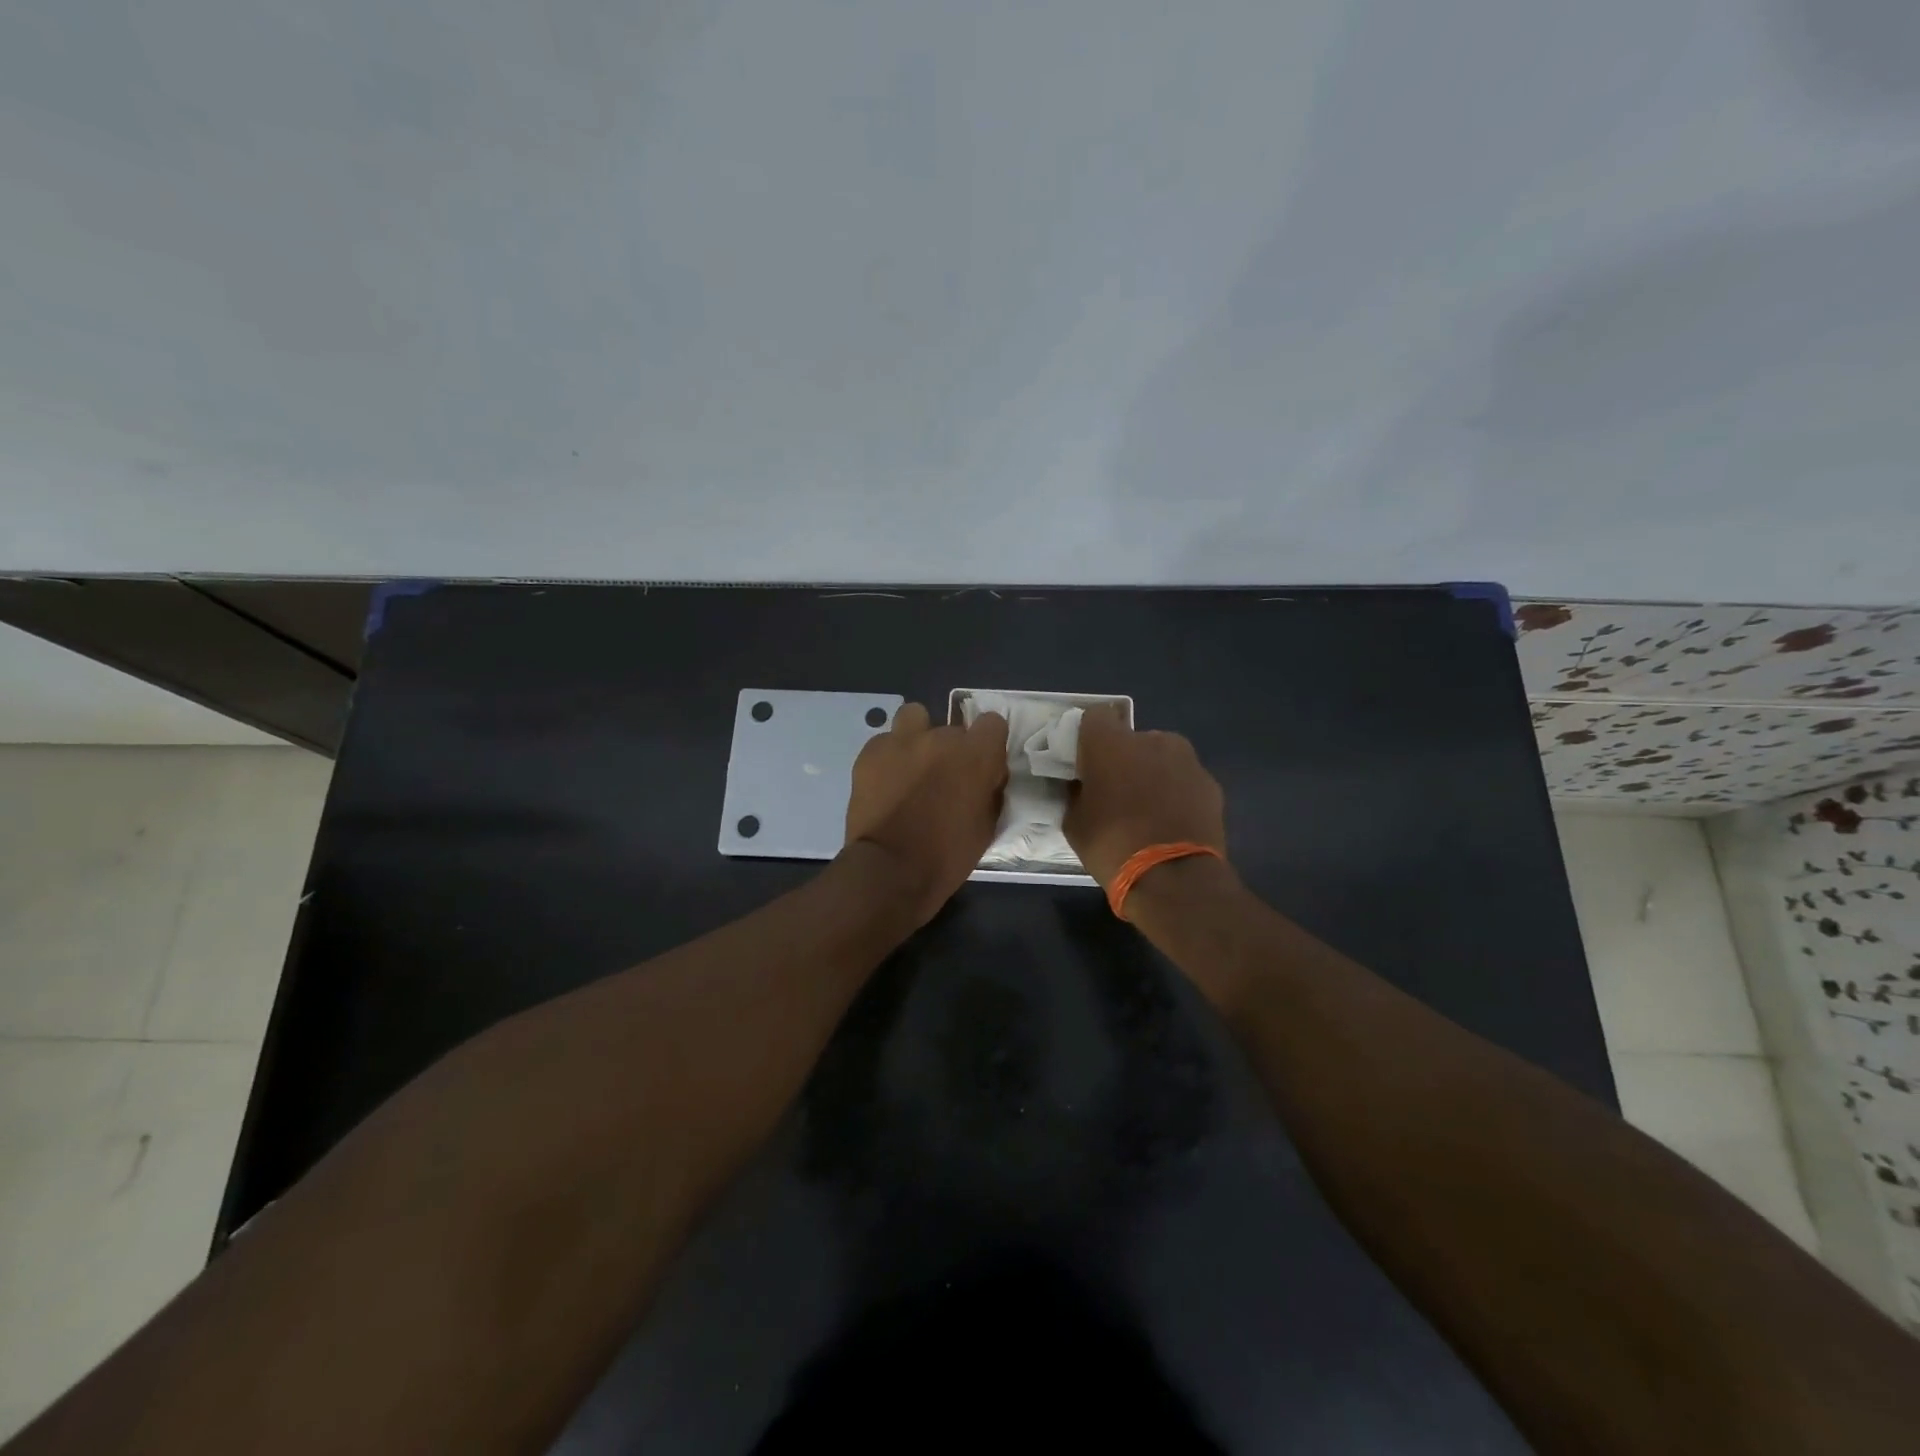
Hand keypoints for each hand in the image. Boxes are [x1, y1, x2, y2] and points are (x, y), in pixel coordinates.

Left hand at [845, 703, 1008, 924]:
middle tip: (943, 780)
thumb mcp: (986, 826)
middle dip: (951, 750)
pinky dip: (888, 756)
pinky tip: (885, 781)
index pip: (992, 723)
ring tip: (912, 765)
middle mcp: (941, 737)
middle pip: (953, 728)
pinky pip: (885, 741)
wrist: (890, 870)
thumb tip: (986, 778)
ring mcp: (901, 740)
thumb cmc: (947, 856)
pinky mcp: (870, 752)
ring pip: (915, 717)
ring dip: (918, 736)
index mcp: (976, 754)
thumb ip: (989, 790)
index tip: (982, 766)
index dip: (988, 744)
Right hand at [1064, 706, 1226, 887]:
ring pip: (1161, 757)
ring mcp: (1186, 759)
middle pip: (1131, 738)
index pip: (1095, 717)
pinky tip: (1171, 822)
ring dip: (1152, 773)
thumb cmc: (1112, 845)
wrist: (1174, 878)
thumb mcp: (1074, 823)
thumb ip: (1076, 794)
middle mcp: (1150, 739)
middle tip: (1116, 791)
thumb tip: (1081, 785)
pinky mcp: (1210, 783)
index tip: (1085, 761)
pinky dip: (1176, 793)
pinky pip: (1184, 779)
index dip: (1089, 737)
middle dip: (1123, 758)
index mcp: (1110, 743)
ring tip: (1147, 809)